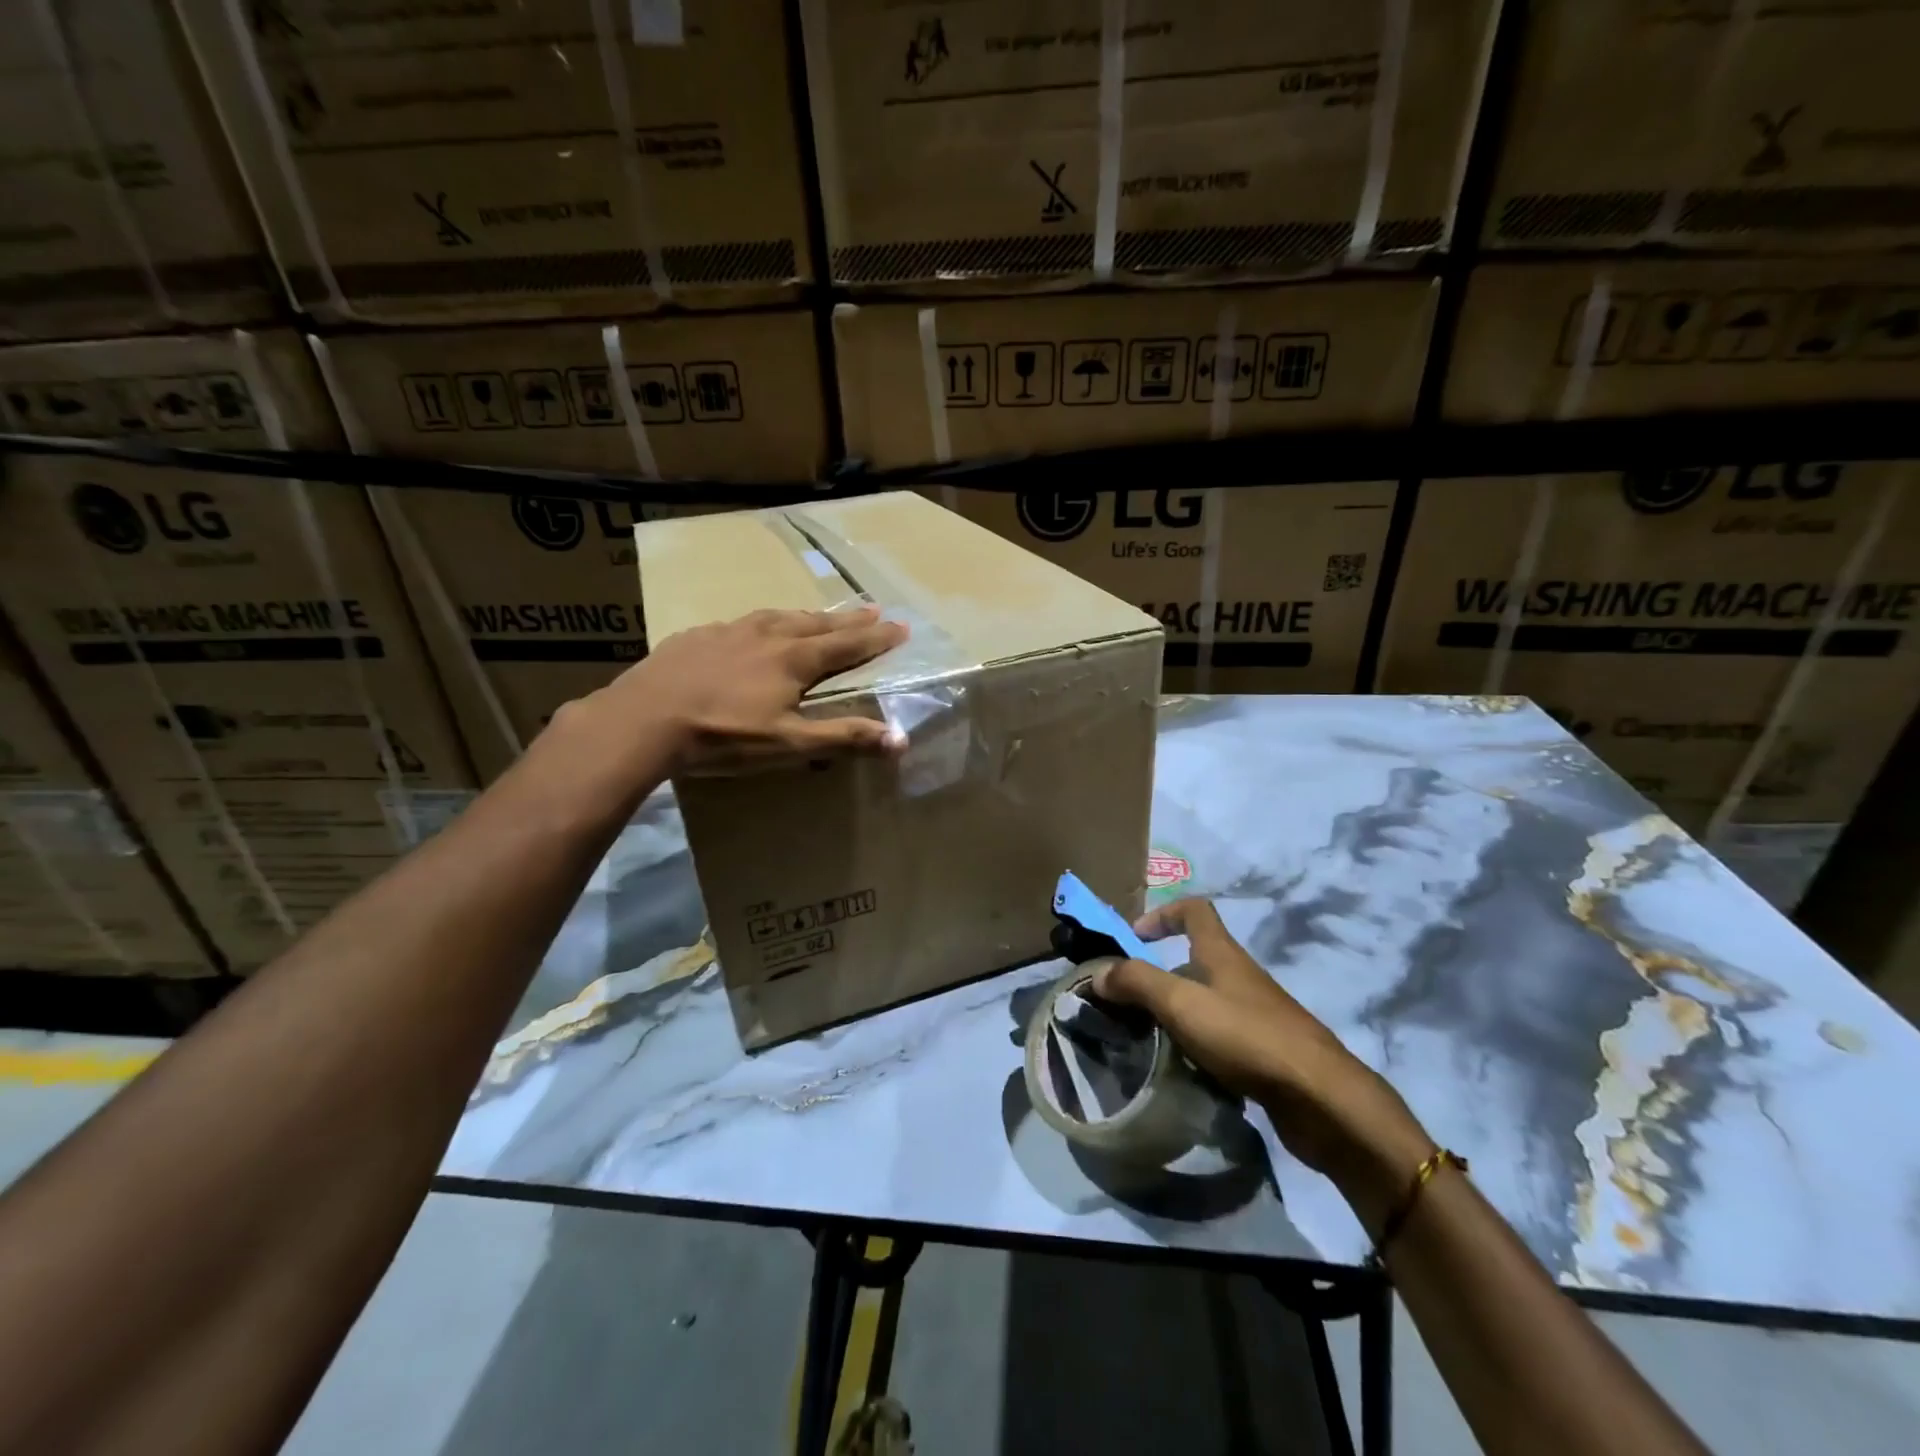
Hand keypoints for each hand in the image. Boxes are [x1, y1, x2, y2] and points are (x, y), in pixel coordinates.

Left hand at [583, 605, 909, 776]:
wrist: (644, 719)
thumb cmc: (724, 735)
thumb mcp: (789, 744)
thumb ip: (844, 738)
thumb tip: (900, 738)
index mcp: (794, 659)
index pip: (847, 644)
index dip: (877, 638)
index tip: (902, 627)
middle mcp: (767, 635)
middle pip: (817, 623)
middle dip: (848, 619)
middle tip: (873, 609)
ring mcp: (729, 631)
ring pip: (778, 616)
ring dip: (806, 615)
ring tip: (819, 615)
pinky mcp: (696, 636)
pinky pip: (740, 623)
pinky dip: (761, 623)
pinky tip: (751, 630)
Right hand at [1092, 898, 1431, 1197]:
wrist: (1321, 1099)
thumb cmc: (1246, 1036)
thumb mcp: (1181, 1003)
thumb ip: (1136, 982)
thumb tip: (1096, 974)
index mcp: (1222, 954)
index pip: (1194, 910)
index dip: (1161, 914)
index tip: (1133, 939)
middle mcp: (1240, 977)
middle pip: (1194, 960)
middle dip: (1158, 977)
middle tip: (1126, 1006)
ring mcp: (1257, 1015)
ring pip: (1205, 1002)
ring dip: (1175, 1016)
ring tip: (1146, 1042)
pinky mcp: (1266, 1052)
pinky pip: (1221, 1038)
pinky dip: (1197, 1047)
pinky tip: (1183, 1072)